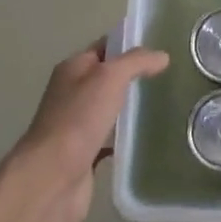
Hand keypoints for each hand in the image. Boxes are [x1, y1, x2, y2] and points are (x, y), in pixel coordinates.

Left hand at [10, 39, 169, 221]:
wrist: (52, 178)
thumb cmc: (78, 119)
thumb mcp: (110, 77)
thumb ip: (136, 62)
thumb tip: (162, 56)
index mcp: (73, 69)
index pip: (105, 47)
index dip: (129, 43)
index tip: (160, 45)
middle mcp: (72, 94)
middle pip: (107, 78)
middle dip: (133, 75)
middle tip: (168, 75)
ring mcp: (77, 125)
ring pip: (109, 109)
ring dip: (130, 107)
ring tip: (163, 103)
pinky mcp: (85, 154)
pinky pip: (110, 139)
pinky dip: (125, 138)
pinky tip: (147, 138)